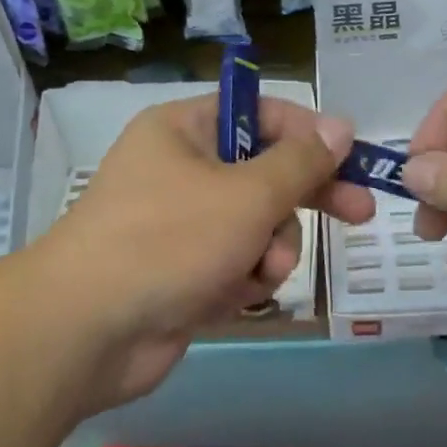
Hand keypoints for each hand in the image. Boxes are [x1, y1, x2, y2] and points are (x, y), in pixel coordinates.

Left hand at [42, 95, 374, 408]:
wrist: (86, 332)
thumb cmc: (168, 241)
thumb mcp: (247, 194)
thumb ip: (301, 162)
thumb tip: (341, 125)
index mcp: (185, 130)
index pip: (261, 113)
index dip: (309, 133)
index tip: (351, 157)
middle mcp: (181, 169)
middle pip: (264, 173)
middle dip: (305, 200)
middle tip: (360, 213)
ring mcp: (180, 224)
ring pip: (256, 226)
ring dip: (270, 250)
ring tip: (259, 272)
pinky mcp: (182, 272)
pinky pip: (235, 264)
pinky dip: (242, 280)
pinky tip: (233, 297)